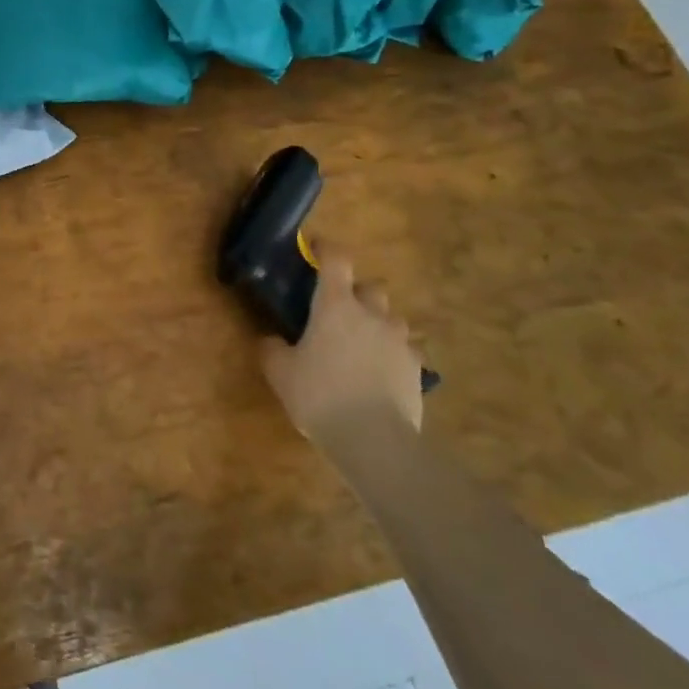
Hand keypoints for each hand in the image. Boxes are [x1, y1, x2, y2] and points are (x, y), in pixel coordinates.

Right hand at [260, 240, 423, 451]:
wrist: (374, 440)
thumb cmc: (319, 395)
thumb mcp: (280, 372)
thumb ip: (272, 349)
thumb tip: (271, 339)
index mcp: (335, 305)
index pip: (336, 260)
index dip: (326, 249)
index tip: (316, 248)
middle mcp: (371, 314)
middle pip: (372, 287)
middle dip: (358, 293)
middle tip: (340, 311)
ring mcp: (399, 342)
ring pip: (393, 318)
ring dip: (379, 323)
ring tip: (363, 345)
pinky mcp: (417, 370)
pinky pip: (406, 351)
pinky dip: (394, 355)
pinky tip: (381, 374)